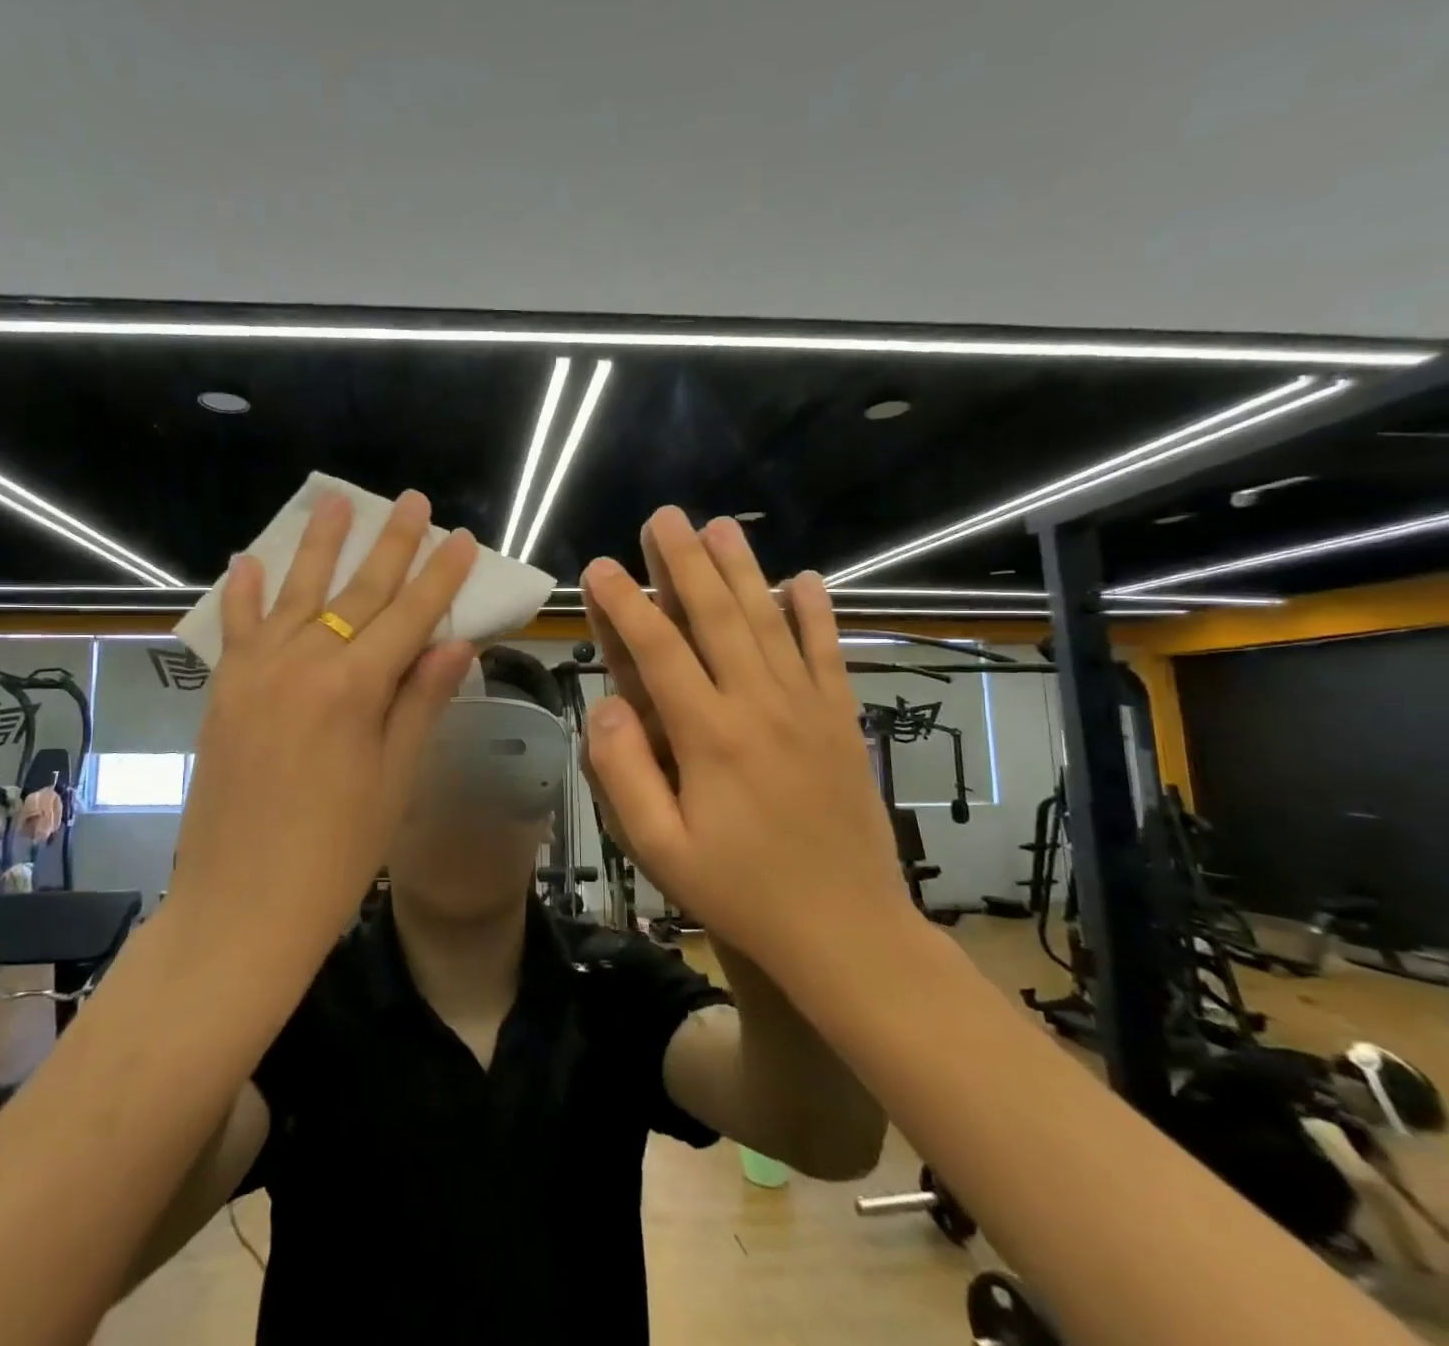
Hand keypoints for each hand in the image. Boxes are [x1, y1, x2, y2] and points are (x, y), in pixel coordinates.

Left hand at [171, 490, 478, 948]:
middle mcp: (303, 664)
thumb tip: (454, 642)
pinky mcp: (224, 692)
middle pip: (357, 591)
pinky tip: (248, 560)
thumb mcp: (394, 780)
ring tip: (336, 502)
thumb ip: (420, 702)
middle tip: (411, 501)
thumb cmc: (336, 854)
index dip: (440, 576)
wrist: (241, 907)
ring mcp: (256, 673)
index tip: (462, 538)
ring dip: (319, 546)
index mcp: (355, 688)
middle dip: (389, 544)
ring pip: (294, 593)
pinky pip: (235, 628)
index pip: (410, 615)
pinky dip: (243, 592)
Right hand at [581, 509, 912, 975]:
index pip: (658, 651)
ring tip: (722, 527)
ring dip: (743, 570)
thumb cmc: (741, 893)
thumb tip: (605, 707)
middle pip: (718, 617)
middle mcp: (759, 706)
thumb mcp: (660, 850)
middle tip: (665, 517)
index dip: (626, 604)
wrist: (847, 931)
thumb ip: (623, 774)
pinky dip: (816, 614)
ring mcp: (807, 709)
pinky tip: (805, 579)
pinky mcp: (840, 722)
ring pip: (770, 622)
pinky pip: (827, 654)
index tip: (601, 567)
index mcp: (709, 736)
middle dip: (685, 562)